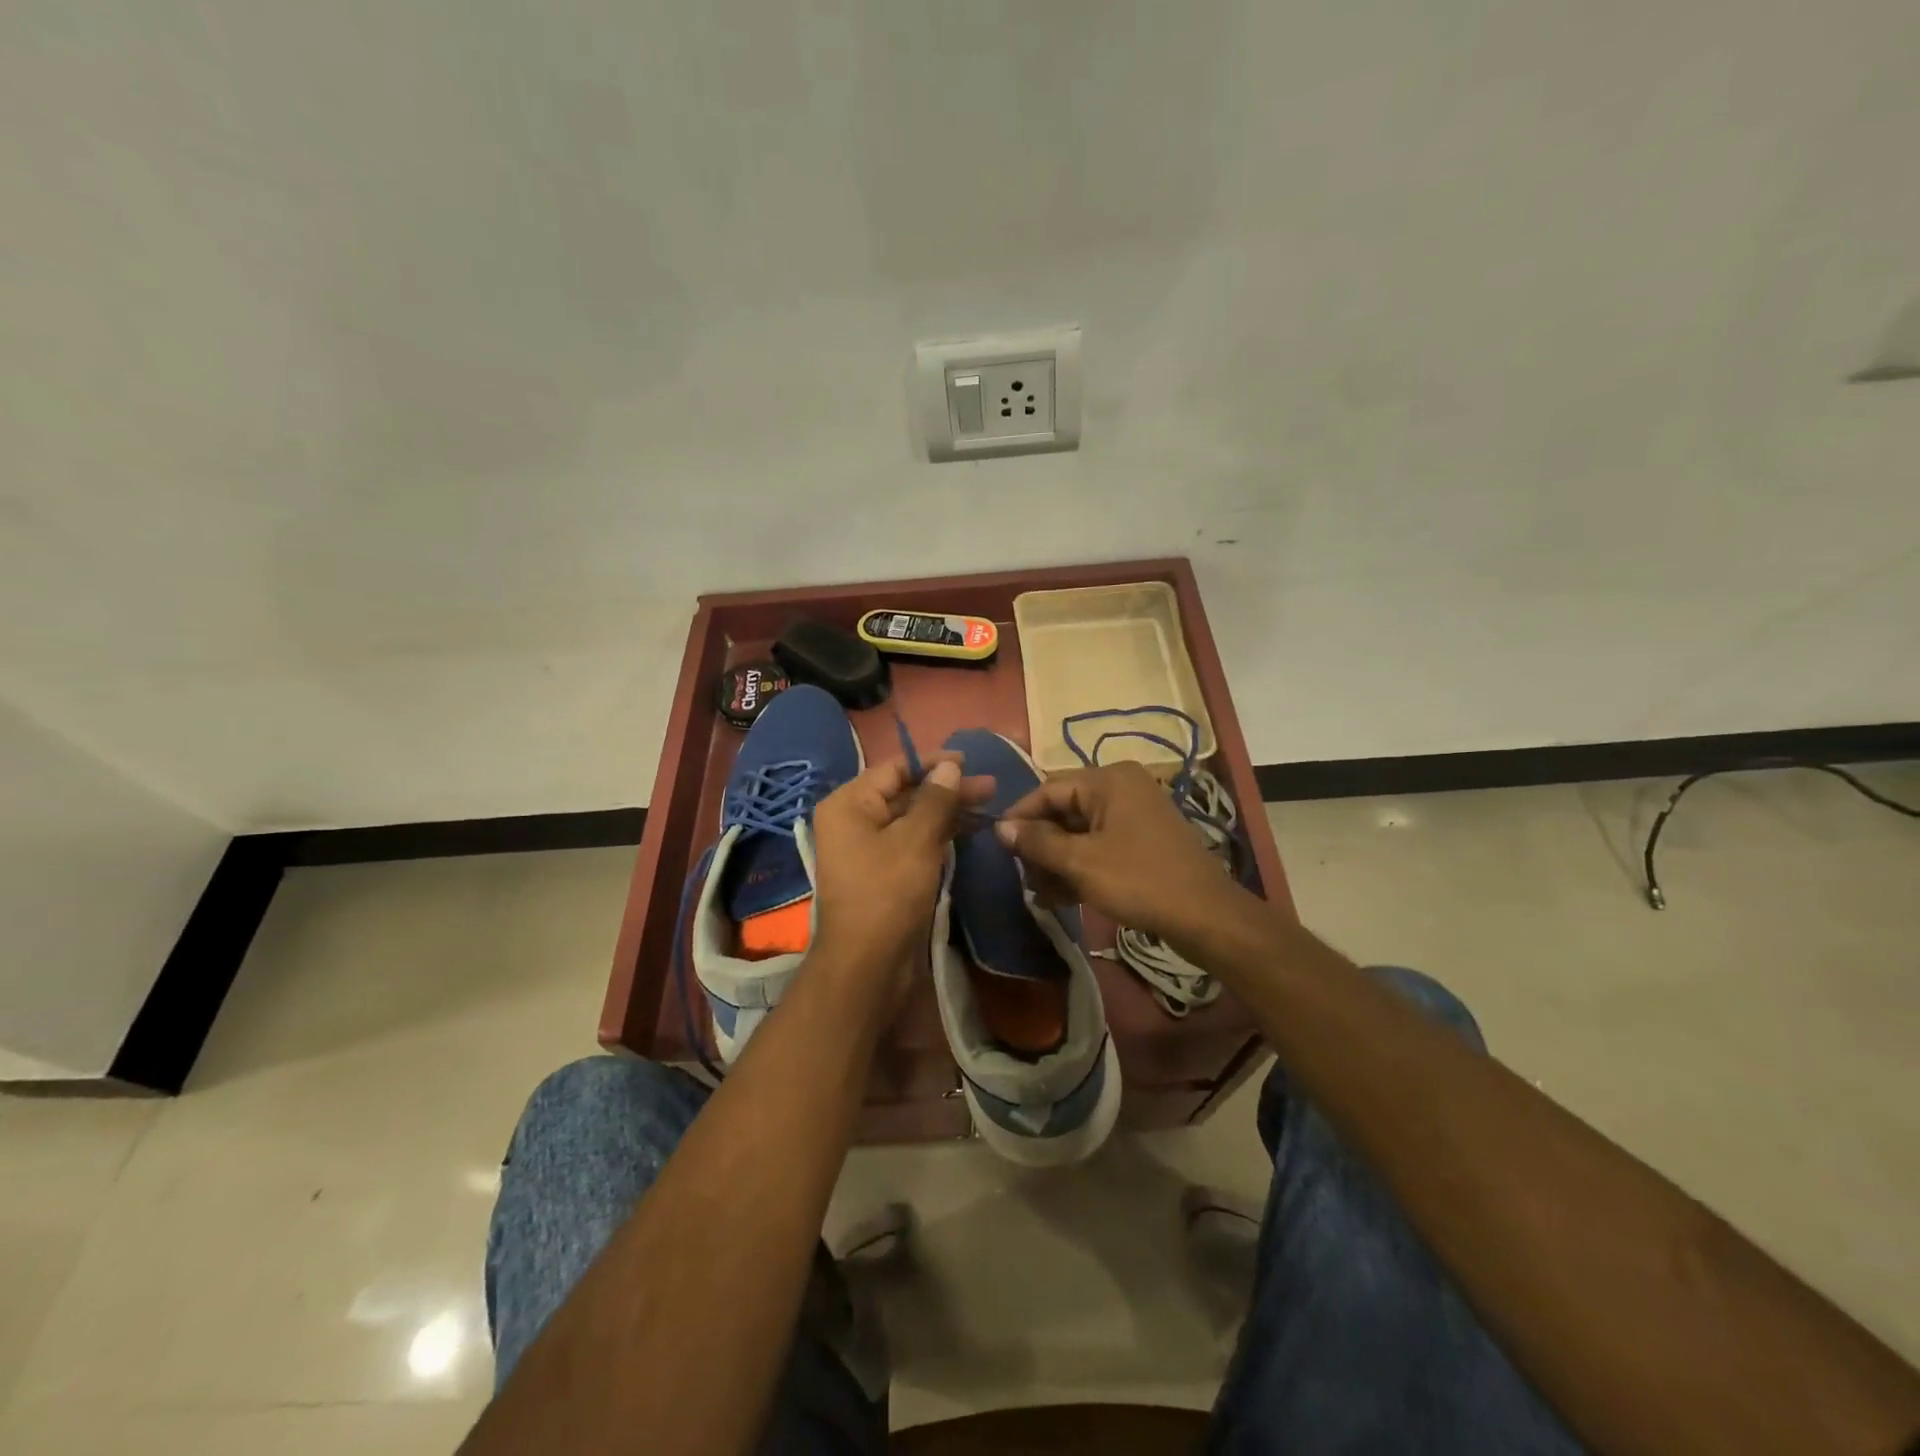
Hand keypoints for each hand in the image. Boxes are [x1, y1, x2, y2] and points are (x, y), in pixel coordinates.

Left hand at [809, 754, 993, 989]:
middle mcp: (854, 821)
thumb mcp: (916, 840)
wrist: (867, 965)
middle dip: (947, 790)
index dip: (933, 762)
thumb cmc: (888, 893)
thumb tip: (950, 767)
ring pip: (912, 819)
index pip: (894, 768)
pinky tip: (968, 831)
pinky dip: (939, 835)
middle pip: (905, 793)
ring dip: (948, 812)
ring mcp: (867, 849)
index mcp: (849, 804)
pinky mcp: (883, 873)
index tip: (970, 761)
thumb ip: (936, 800)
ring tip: (988, 807)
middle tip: (990, 787)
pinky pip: (912, 843)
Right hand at [995, 762, 1250, 956]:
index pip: (1048, 790)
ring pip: (1080, 831)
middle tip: (1025, 879)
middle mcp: (1122, 787)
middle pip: (1064, 810)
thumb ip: (1037, 842)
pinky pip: (1100, 844)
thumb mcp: (1080, 862)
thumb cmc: (1139, 881)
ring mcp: (1135, 813)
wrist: (1206, 917)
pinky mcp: (1143, 839)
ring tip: (1042, 894)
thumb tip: (999, 827)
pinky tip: (1064, 896)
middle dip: (1041, 846)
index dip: (1020, 818)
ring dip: (1058, 861)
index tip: (998, 847)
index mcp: (1108, 780)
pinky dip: (1080, 865)